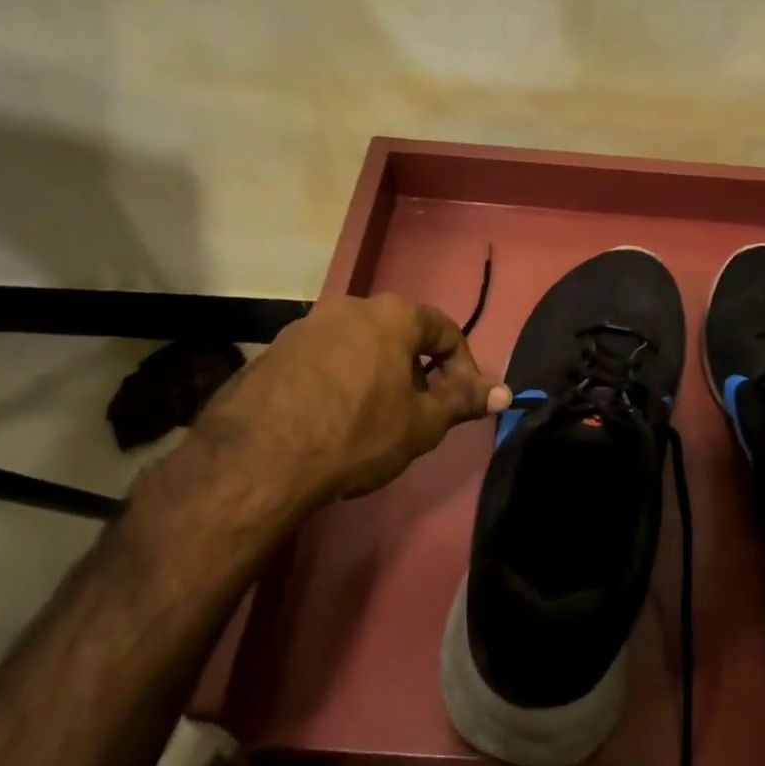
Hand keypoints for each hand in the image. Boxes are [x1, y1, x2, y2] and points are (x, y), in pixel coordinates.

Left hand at [187, 294, 511, 512]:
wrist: (258, 458)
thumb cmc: (357, 433)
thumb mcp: (421, 424)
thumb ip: (464, 401)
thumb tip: (505, 392)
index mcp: (393, 315)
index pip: (446, 331)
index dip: (464, 368)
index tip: (462, 404)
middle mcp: (350, 307)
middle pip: (401, 335)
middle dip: (418, 372)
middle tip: (417, 414)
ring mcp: (307, 325)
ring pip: (360, 346)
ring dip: (376, 375)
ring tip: (372, 421)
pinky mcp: (274, 350)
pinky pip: (323, 360)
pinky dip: (338, 382)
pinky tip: (329, 421)